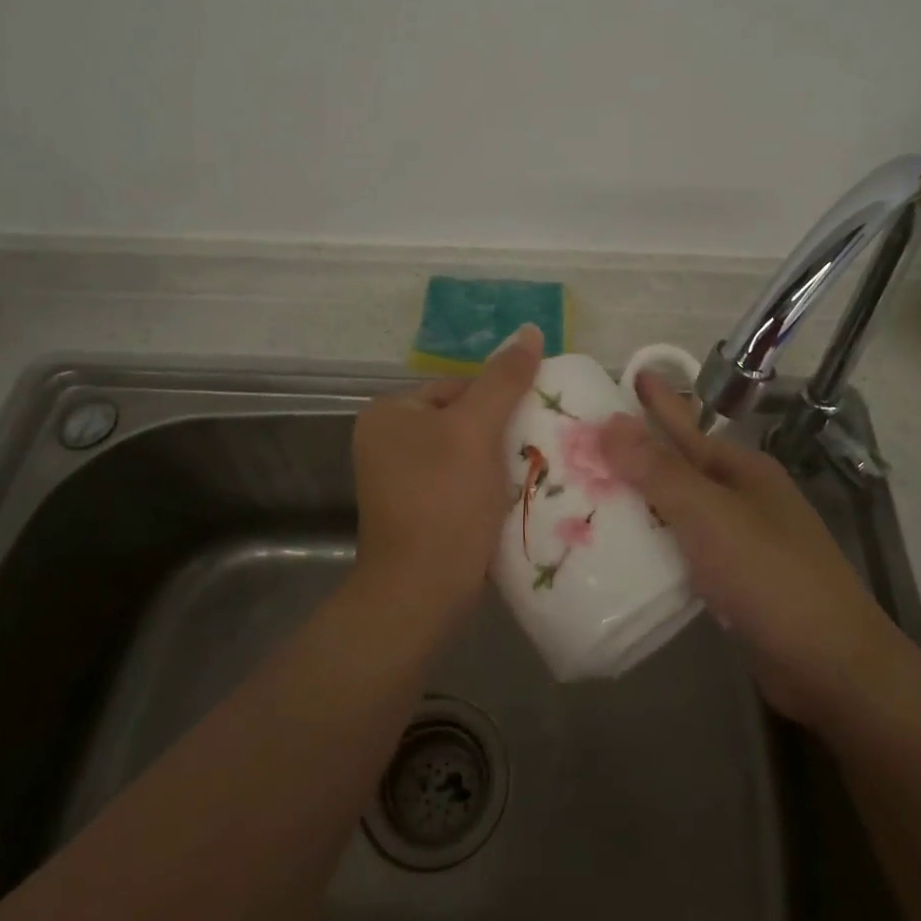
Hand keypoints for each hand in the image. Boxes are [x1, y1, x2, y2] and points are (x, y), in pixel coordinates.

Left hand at [350, 324, 542, 629]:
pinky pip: (457, 482)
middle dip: (499, 434)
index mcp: (388, 412)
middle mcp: (384, 441)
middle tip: (536, 448)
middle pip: (461, 419)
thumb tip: (530, 329)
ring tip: (530, 473)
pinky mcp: (414, 510)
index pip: (457, 386)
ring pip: (463, 453)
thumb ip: (504, 379)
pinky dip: (483, 486)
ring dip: (496, 462)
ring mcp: (396, 479)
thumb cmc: (445, 499)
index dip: (498, 402)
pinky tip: (509, 498)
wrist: (422, 591)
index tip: (530, 423)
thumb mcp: (478, 430)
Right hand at [602, 373, 892, 727]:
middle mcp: (743, 498)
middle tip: (586, 442)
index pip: (688, 426)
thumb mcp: (709, 514)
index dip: (659, 401)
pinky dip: (655, 543)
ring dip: (641, 500)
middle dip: (638, 453)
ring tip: (592, 492)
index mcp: (742, 470)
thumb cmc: (770, 575)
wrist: (832, 667)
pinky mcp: (735, 582)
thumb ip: (658, 470)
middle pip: (681, 466)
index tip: (628, 376)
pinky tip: (625, 549)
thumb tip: (609, 422)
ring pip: (680, 510)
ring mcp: (742, 541)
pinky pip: (684, 548)